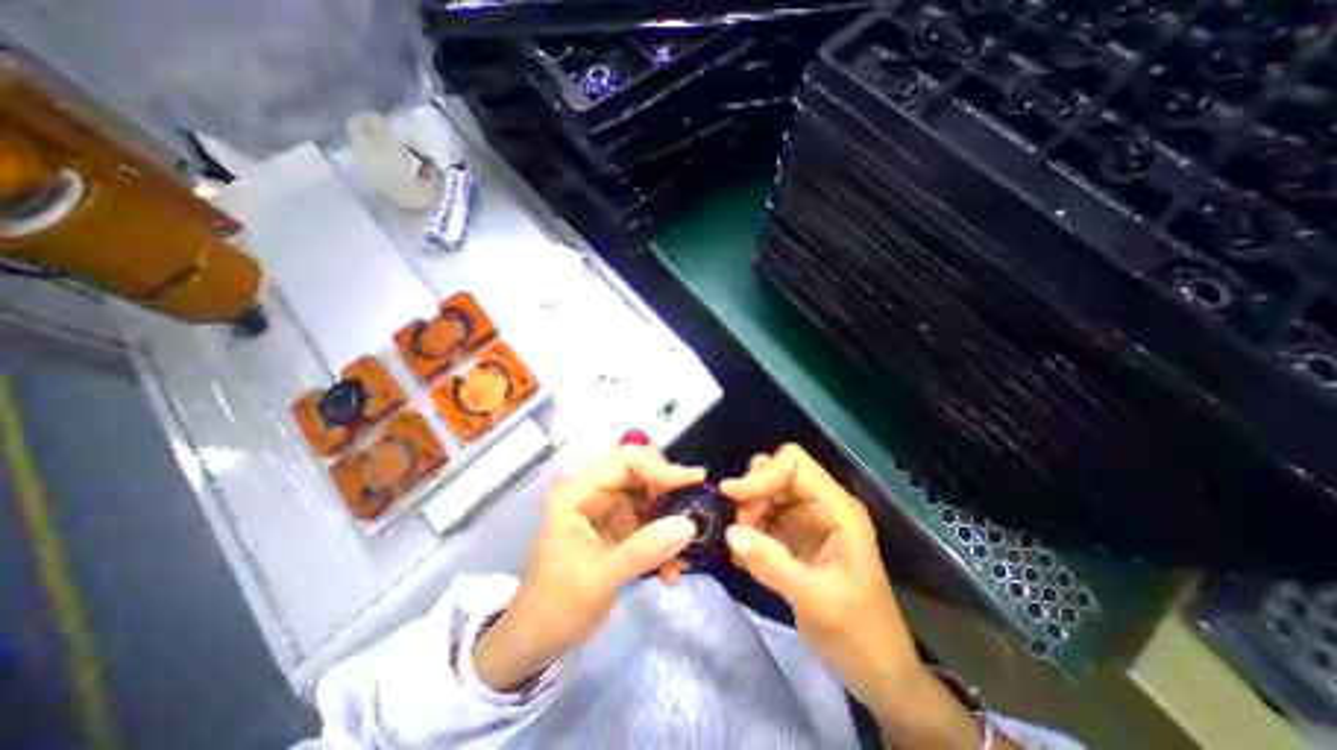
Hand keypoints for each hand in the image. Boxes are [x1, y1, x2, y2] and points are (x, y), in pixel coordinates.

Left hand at [474, 445, 702, 689]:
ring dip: (672, 522)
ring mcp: (609, 510)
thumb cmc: (556, 606)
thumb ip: (644, 550)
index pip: (625, 460)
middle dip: (671, 493)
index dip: (660, 467)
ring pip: (651, 498)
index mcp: (579, 491)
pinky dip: (665, 543)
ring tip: (688, 551)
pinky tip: (672, 572)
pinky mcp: (619, 529)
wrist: (535, 643)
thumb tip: (689, 525)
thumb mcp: (599, 578)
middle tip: (696, 511)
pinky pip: (651, 524)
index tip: (694, 482)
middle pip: (643, 473)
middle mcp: (595, 492)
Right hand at [720, 442, 979, 747]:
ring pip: (767, 496)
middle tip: (737, 525)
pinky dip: (749, 532)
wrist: (878, 674)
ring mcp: (807, 523)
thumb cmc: (860, 634)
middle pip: (777, 475)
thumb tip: (731, 532)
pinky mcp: (795, 540)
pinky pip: (765, 521)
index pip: (794, 463)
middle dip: (752, 493)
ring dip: (748, 514)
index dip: (763, 474)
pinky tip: (742, 557)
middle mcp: (821, 507)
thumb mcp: (817, 600)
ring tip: (740, 546)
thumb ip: (772, 564)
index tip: (734, 496)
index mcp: (837, 509)